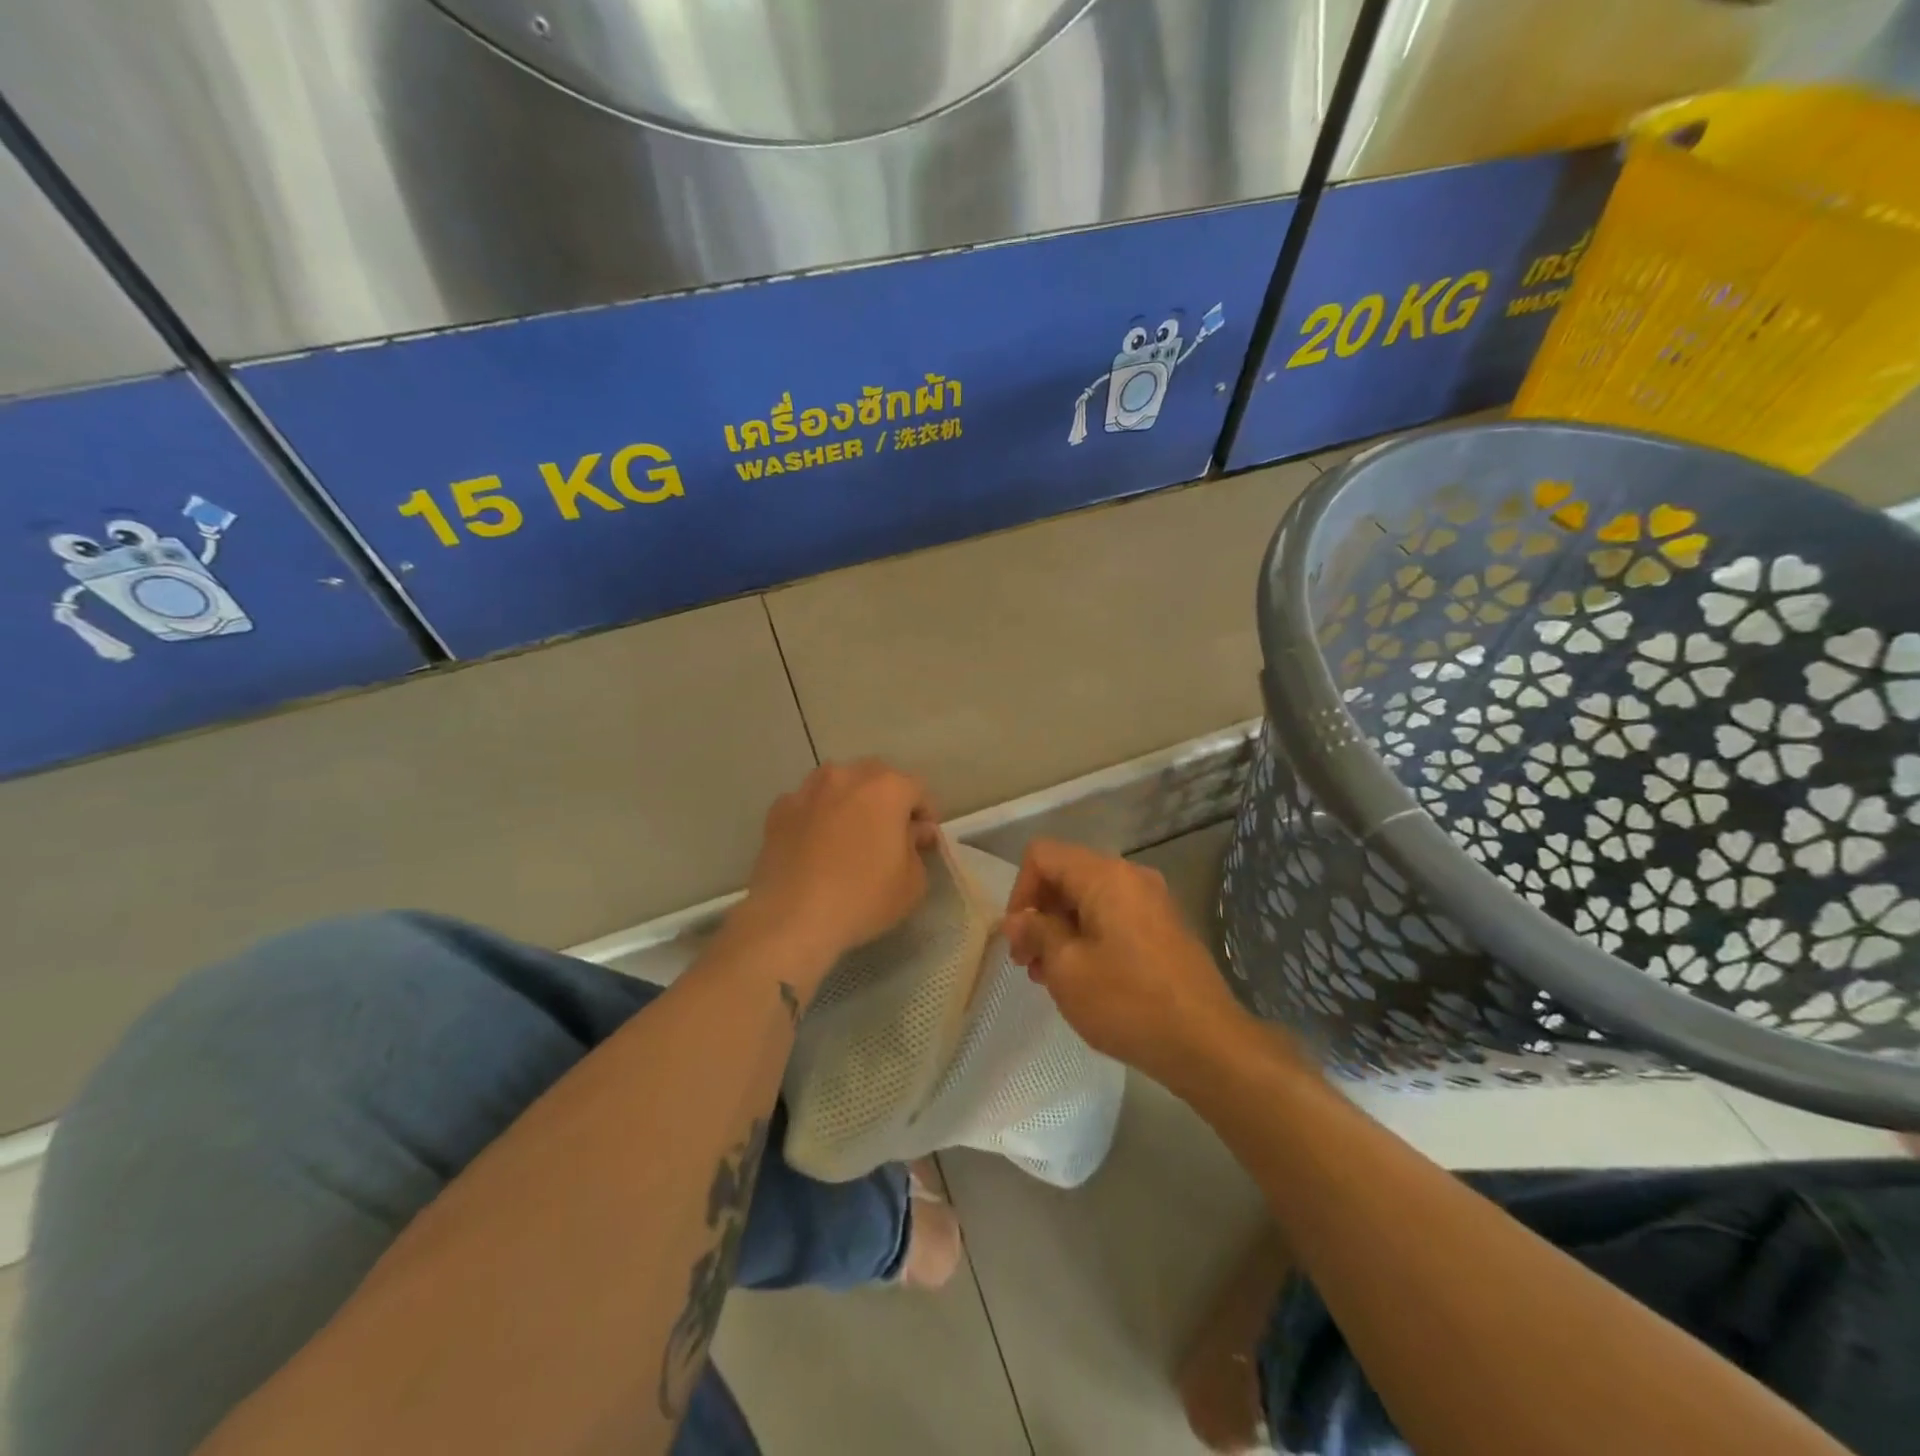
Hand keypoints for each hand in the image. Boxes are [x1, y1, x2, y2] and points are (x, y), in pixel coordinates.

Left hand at [737, 760, 938, 987]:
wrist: (792, 918)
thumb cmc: (863, 899)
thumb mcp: (912, 883)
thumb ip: (918, 848)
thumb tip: (913, 832)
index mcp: (887, 788)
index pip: (917, 789)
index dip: (925, 814)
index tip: (923, 840)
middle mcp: (847, 777)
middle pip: (876, 777)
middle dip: (887, 799)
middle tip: (888, 833)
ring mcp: (808, 790)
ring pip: (838, 783)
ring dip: (850, 800)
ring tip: (849, 833)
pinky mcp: (778, 810)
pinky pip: (807, 804)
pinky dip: (817, 816)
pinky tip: (816, 844)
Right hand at [1002, 839, 1251, 1085]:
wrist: (1207, 1043)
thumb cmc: (1128, 1002)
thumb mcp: (1067, 968)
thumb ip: (1036, 932)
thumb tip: (1018, 919)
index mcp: (1105, 876)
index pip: (1042, 855)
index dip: (1019, 892)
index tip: (1018, 938)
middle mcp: (1131, 876)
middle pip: (1067, 875)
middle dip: (1039, 914)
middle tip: (1027, 963)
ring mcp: (1153, 902)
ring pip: (1089, 900)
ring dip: (1061, 930)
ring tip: (1050, 977)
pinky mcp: (1164, 928)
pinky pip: (1113, 917)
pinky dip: (1088, 938)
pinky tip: (1083, 979)